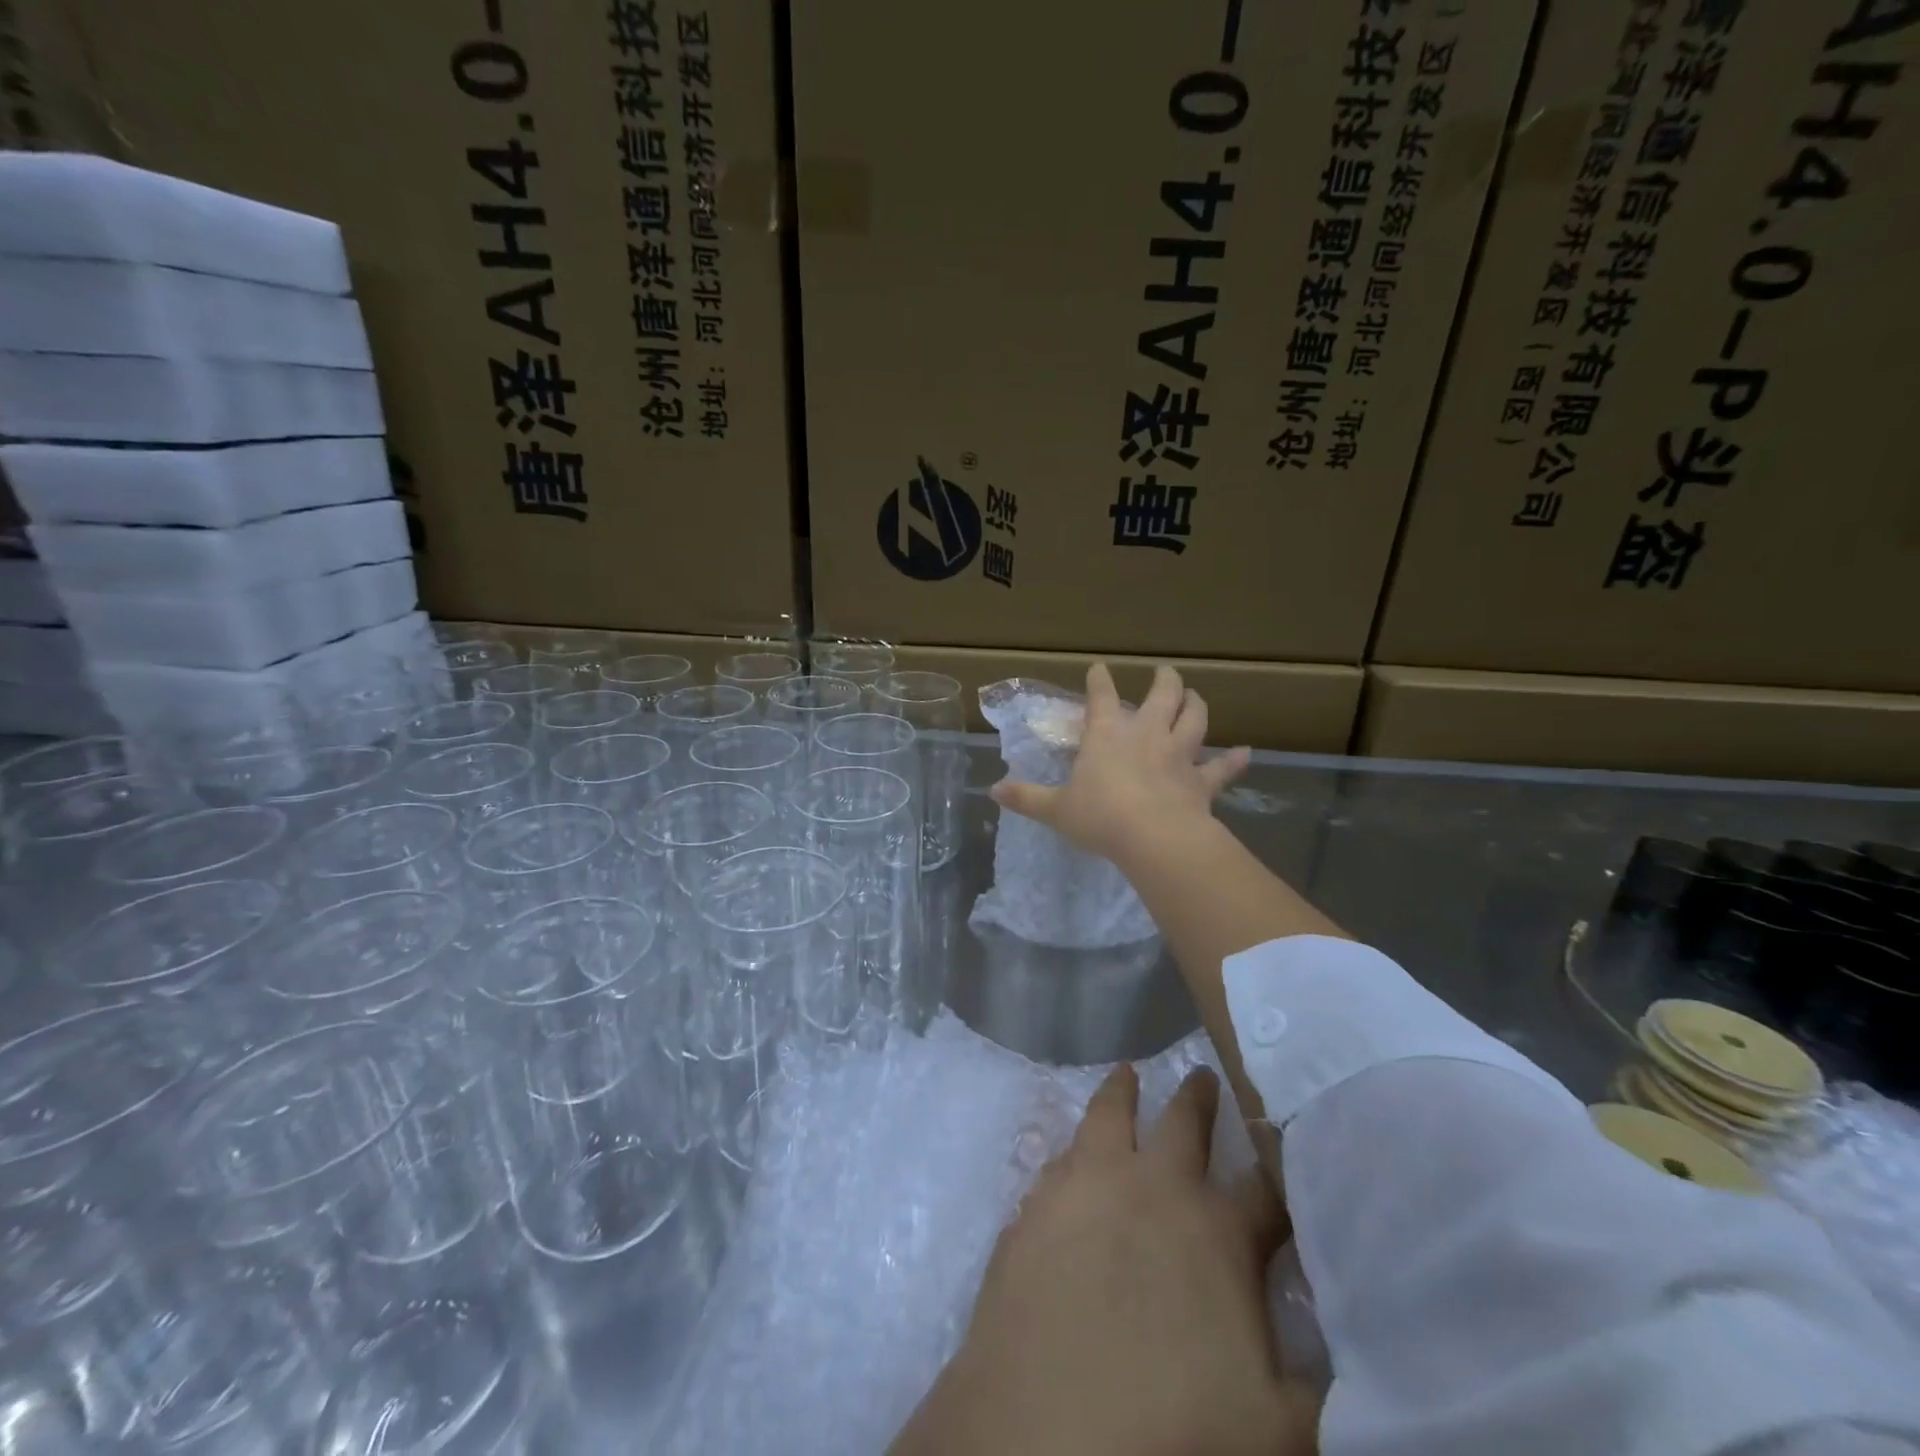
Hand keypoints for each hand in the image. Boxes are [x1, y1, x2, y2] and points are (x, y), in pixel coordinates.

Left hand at [890, 1066, 1317, 1455]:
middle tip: (1203, 1074)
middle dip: (1198, 1098)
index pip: (1265, 1189)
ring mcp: (1085, 1189)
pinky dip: (1074, 1148)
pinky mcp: (1034, 1207)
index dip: (1281, 1168)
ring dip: (1121, 1094)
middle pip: (1182, 1123)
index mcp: (1217, 1231)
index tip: (1287, 1143)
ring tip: (1125, 1074)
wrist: (1046, 1438)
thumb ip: (1316, 1384)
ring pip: (1107, 1117)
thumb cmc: (1176, 1431)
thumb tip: (1347, 1355)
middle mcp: (1151, 1188)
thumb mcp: (1280, 1428)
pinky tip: (1071, 1154)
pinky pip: (1059, 1160)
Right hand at [989, 663, 1250, 866]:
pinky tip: (1245, 753)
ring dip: (1196, 704)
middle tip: (1165, 673)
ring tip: (1195, 695)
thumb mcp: (1056, 809)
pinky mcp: (1202, 781)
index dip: (1099, 680)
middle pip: (1162, 695)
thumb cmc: (1100, 817)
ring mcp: (1178, 754)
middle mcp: (1146, 734)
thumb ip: (1027, 797)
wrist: (1154, 839)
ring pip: (1194, 719)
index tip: (1098, 668)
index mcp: (1108, 734)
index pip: (1101, 696)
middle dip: (1163, 681)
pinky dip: (1233, 761)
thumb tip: (993, 790)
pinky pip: (1222, 768)